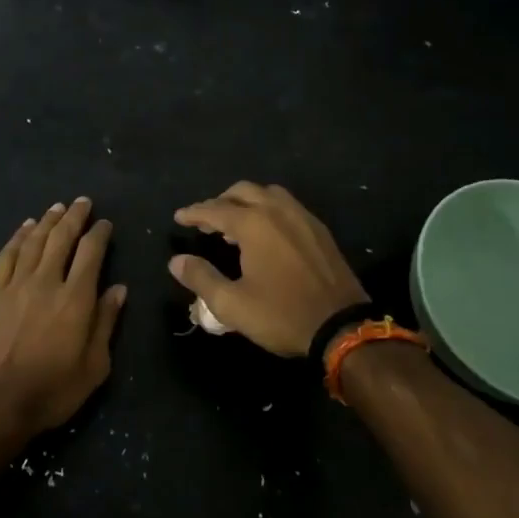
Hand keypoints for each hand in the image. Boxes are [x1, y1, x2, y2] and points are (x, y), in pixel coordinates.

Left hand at [0, 197, 125, 436]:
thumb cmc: (54, 389)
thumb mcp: (94, 365)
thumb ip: (106, 322)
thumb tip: (119, 289)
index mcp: (76, 298)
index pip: (91, 252)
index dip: (99, 233)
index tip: (105, 223)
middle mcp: (47, 281)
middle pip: (61, 238)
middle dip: (74, 216)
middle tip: (83, 202)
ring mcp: (17, 285)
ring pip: (34, 241)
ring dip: (47, 220)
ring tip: (57, 207)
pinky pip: (7, 255)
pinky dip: (17, 237)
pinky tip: (25, 228)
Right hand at [168, 182, 365, 358]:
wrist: (341, 326)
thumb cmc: (282, 315)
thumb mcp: (232, 304)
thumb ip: (201, 278)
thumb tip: (176, 261)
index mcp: (253, 223)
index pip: (214, 209)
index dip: (194, 213)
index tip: (179, 217)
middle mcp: (277, 210)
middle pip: (242, 191)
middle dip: (220, 202)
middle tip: (206, 221)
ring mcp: (302, 216)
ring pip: (267, 193)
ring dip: (246, 201)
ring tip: (235, 224)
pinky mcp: (318, 229)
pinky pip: (287, 205)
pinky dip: (268, 209)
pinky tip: (266, 233)